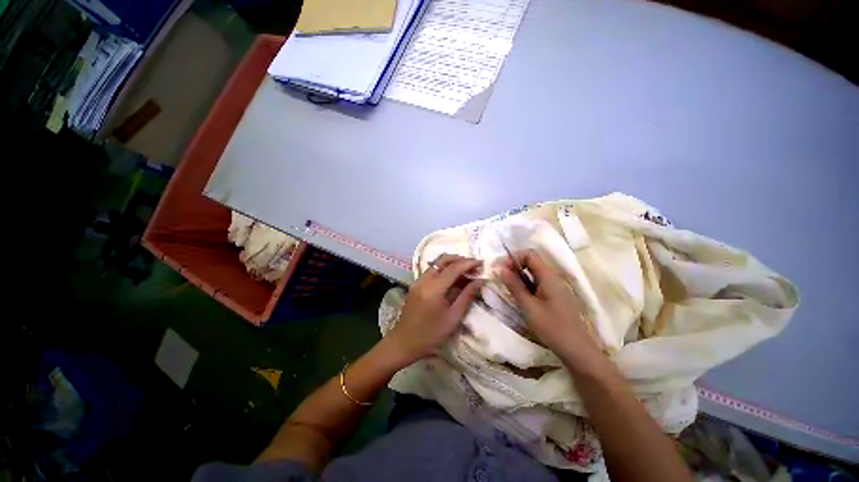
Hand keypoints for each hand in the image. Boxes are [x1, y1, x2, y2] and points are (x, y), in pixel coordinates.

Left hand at [389, 254, 482, 362]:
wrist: (404, 342)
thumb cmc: (431, 334)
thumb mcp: (453, 318)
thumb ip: (467, 296)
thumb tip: (479, 281)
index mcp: (433, 289)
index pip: (453, 268)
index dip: (468, 263)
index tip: (481, 262)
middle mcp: (424, 280)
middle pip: (443, 260)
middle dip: (460, 259)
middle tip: (473, 266)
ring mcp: (418, 280)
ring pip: (437, 263)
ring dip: (452, 263)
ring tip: (466, 271)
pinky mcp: (416, 284)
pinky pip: (432, 270)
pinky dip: (444, 269)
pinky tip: (453, 278)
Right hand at [498, 250, 603, 369]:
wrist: (577, 350)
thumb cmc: (552, 327)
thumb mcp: (528, 306)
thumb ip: (514, 286)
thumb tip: (501, 269)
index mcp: (548, 276)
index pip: (530, 254)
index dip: (513, 257)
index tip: (501, 268)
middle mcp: (553, 278)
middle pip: (531, 262)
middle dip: (514, 266)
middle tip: (500, 277)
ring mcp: (555, 287)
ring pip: (533, 274)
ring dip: (518, 276)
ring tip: (506, 286)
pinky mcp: (554, 297)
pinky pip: (537, 284)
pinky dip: (525, 285)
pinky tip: (519, 296)